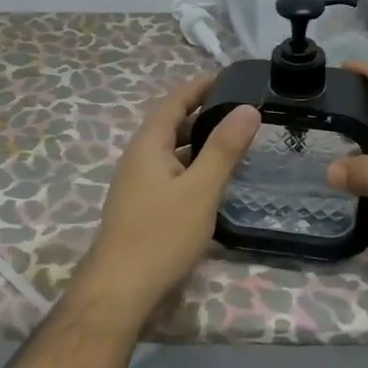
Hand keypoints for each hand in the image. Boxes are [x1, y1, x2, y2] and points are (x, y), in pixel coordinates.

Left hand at [78, 77, 260, 315]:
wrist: (119, 292)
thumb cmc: (160, 235)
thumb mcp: (200, 189)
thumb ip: (224, 149)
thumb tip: (248, 108)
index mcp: (148, 145)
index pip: (175, 101)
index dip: (201, 85)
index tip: (231, 76)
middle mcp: (140, 158)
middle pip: (173, 125)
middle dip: (206, 113)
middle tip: (244, 109)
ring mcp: (139, 185)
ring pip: (174, 152)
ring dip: (202, 142)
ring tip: (238, 140)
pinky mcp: (144, 208)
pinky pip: (173, 174)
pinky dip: (196, 167)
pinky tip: (217, 181)